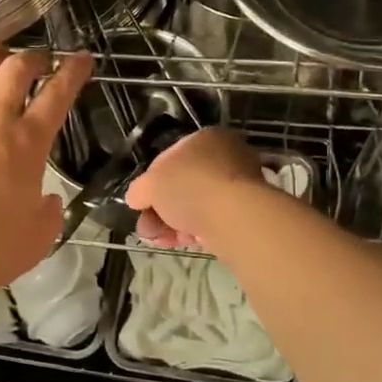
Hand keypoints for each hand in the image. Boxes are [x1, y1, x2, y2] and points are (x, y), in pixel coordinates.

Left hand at [0, 48, 92, 307]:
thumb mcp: (34, 242)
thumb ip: (49, 214)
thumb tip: (48, 199)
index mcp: (26, 144)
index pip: (57, 94)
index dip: (73, 72)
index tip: (81, 59)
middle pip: (16, 68)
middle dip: (34, 58)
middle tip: (40, 60)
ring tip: (0, 60)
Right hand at [124, 127, 265, 249]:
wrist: (234, 216)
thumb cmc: (190, 187)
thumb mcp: (150, 185)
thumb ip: (139, 190)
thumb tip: (136, 198)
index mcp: (205, 139)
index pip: (168, 159)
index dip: (150, 182)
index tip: (140, 203)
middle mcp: (225, 157)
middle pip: (181, 185)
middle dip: (160, 209)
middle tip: (147, 227)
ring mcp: (238, 186)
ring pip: (195, 205)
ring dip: (173, 224)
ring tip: (160, 240)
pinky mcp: (245, 213)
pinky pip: (212, 220)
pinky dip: (195, 232)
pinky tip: (182, 243)